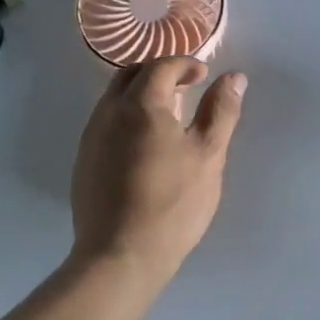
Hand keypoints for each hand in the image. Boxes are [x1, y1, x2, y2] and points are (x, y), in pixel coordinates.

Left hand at [69, 57, 245, 284]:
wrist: (120, 254)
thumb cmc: (173, 202)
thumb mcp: (208, 154)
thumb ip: (221, 111)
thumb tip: (234, 77)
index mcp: (140, 104)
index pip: (161, 66)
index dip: (185, 64)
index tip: (204, 76)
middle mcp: (108, 112)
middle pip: (130, 74)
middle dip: (159, 72)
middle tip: (186, 87)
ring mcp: (91, 137)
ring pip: (114, 98)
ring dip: (141, 94)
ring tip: (169, 116)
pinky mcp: (85, 162)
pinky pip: (106, 123)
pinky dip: (127, 118)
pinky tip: (145, 146)